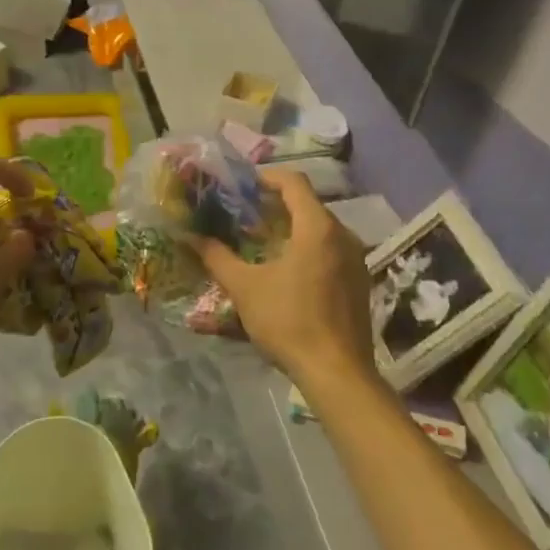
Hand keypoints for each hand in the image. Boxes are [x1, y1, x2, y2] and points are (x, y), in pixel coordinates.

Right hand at [192, 169, 376, 387]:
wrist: (336, 372)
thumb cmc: (289, 321)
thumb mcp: (245, 288)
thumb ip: (217, 257)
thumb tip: (191, 236)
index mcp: (317, 228)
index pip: (294, 183)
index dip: (267, 177)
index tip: (242, 185)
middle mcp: (343, 235)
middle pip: (308, 205)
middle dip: (275, 205)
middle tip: (244, 214)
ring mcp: (355, 260)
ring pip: (320, 229)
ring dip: (291, 228)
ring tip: (260, 241)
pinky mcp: (359, 282)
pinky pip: (330, 250)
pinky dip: (307, 248)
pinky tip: (286, 270)